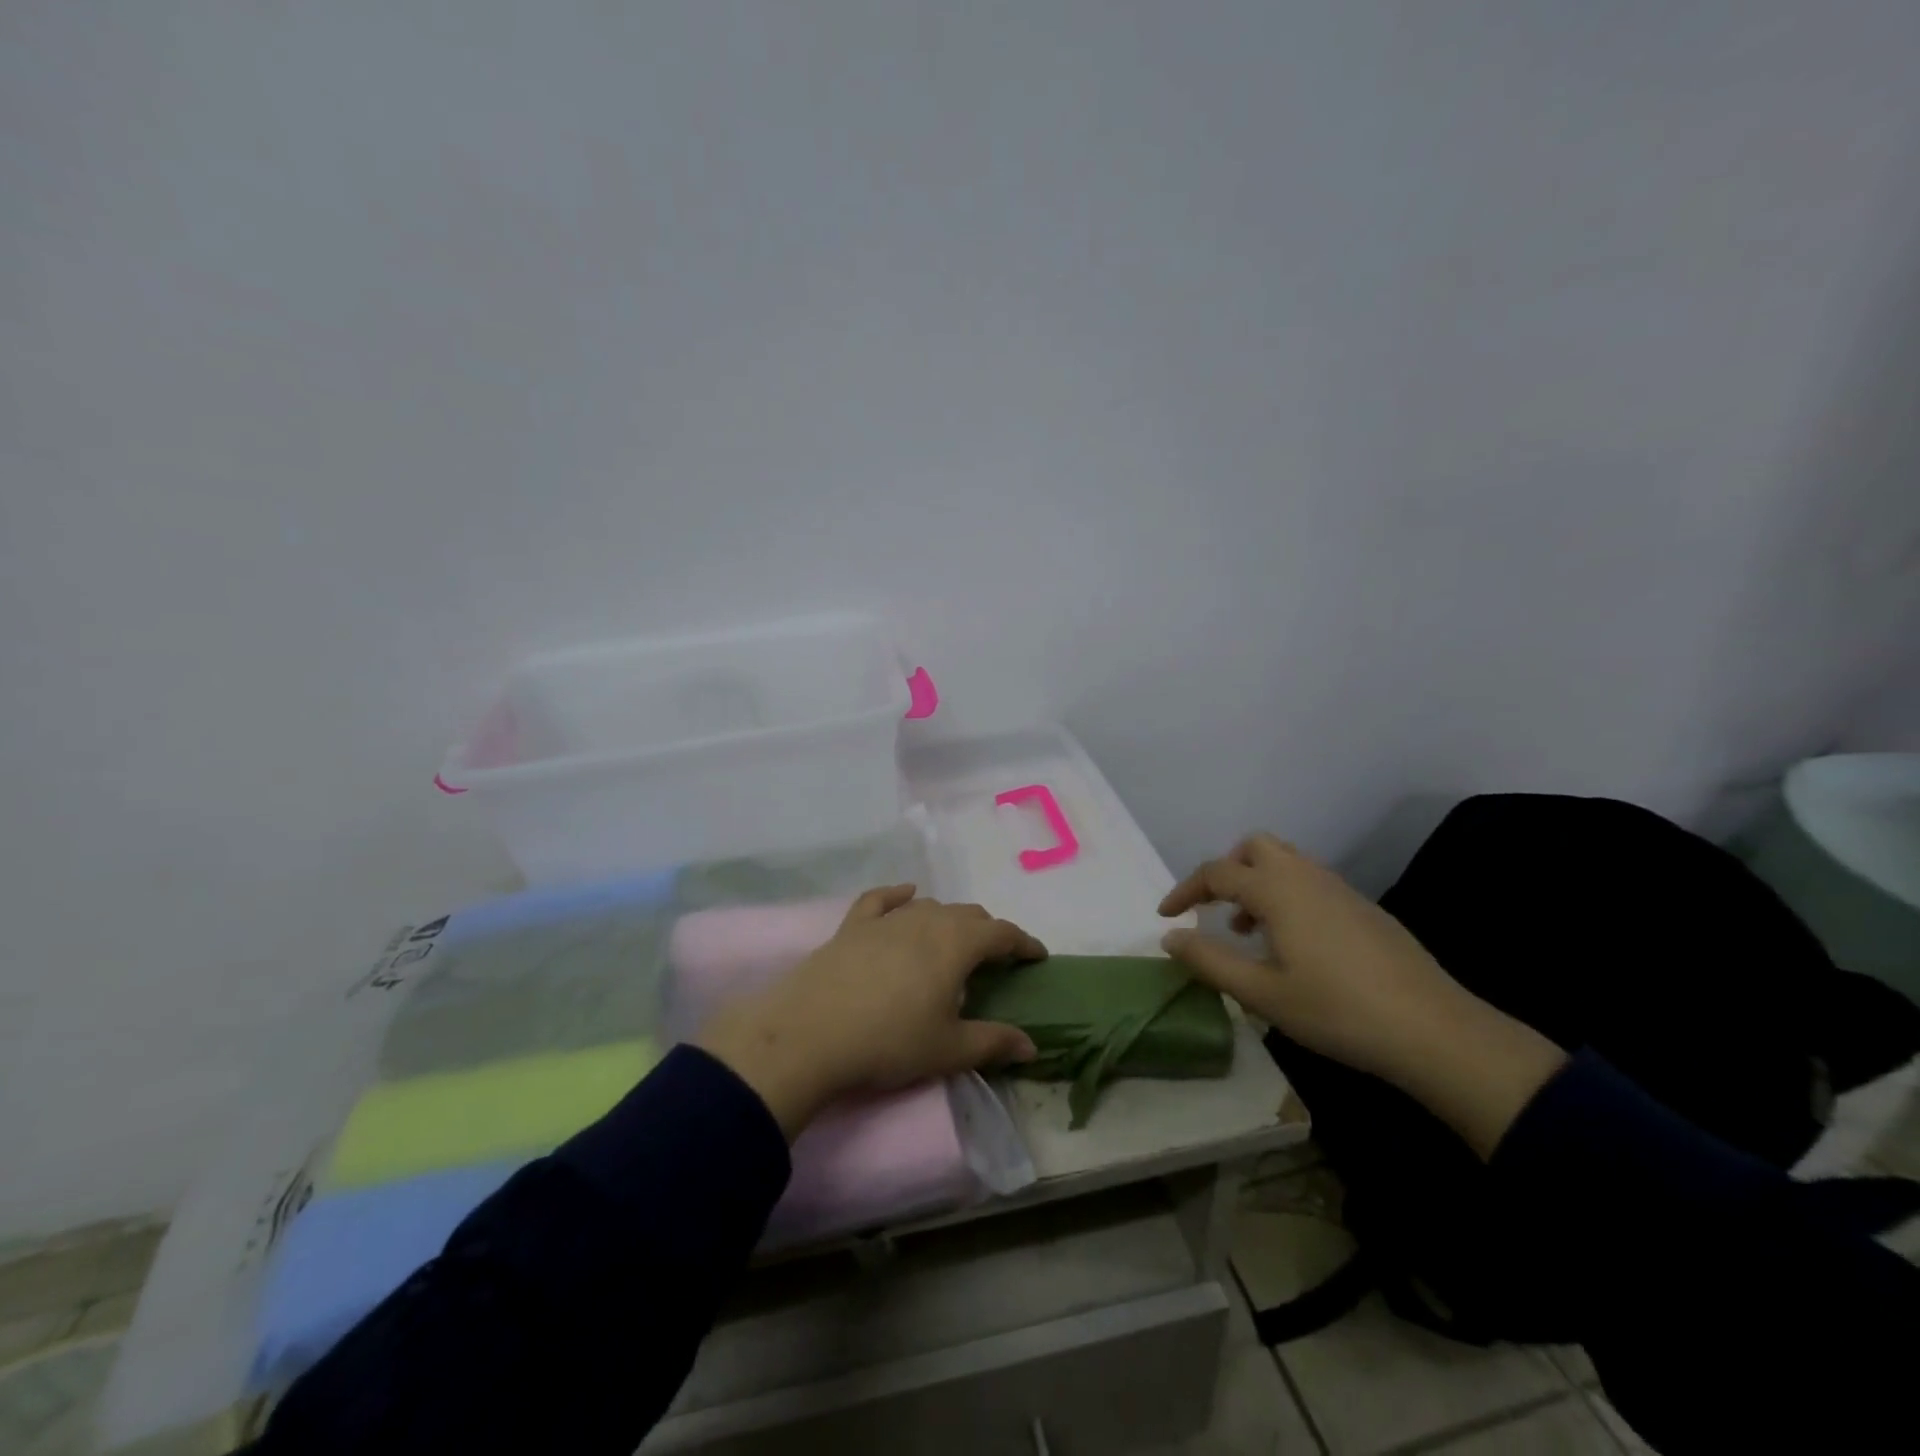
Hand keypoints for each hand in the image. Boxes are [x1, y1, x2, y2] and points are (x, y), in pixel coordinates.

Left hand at [697, 886, 1044, 1137]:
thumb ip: (994, 1043)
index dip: (1023, 943)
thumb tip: (1032, 1045)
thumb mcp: (948, 1049)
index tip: (1036, 956)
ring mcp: (886, 919)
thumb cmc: (889, 1042)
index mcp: (956, 944)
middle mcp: (925, 920)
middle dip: (988, 932)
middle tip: (995, 958)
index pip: (1001, 933)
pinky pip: (882, 900)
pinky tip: (906, 896)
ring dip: (949, 920)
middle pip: (967, 915)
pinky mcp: (853, 926)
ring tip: (953, 942)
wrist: (810, 1034)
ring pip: (929, 907)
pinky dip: (899, 895)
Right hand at [1160, 834, 1565, 1157]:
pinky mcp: (1363, 908)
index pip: (1216, 872)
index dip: (1185, 891)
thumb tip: (1170, 938)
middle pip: (1255, 847)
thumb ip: (1209, 960)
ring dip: (1257, 883)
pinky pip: (1310, 882)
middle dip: (1227, 869)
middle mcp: (1306, 876)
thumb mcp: (1262, 993)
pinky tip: (1292, 945)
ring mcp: (1340, 889)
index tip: (1166, 916)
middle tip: (1214, 908)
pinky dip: (1286, 896)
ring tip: (1247, 931)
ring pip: (1286, 862)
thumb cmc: (1337, 1010)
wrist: (1434, 1030)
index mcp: (1277, 890)